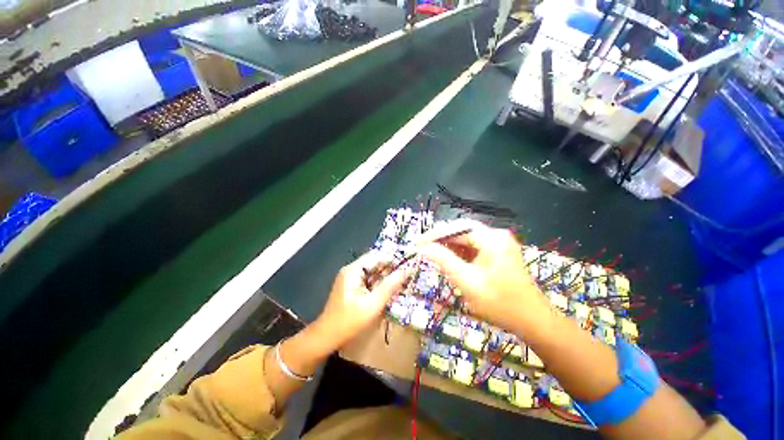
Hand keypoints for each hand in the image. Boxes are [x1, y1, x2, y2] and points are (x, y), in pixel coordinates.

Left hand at [313, 252, 411, 350]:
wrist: (327, 337)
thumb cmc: (349, 320)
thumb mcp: (373, 303)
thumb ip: (390, 285)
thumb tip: (407, 270)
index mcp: (354, 270)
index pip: (377, 256)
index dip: (393, 259)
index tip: (408, 265)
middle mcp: (352, 270)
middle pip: (375, 263)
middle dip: (391, 269)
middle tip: (408, 275)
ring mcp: (351, 278)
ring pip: (374, 272)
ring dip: (386, 277)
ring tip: (402, 282)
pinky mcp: (352, 287)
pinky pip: (369, 280)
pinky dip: (380, 284)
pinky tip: (389, 290)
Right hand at [419, 220, 548, 332]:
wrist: (533, 321)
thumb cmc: (500, 303)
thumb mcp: (466, 281)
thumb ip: (443, 260)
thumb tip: (422, 247)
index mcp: (491, 239)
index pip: (456, 228)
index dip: (434, 234)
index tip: (416, 243)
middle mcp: (496, 235)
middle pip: (461, 231)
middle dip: (441, 240)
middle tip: (421, 248)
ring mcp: (498, 243)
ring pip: (466, 239)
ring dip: (449, 247)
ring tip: (431, 254)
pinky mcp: (498, 252)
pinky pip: (473, 247)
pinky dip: (459, 253)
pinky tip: (449, 261)